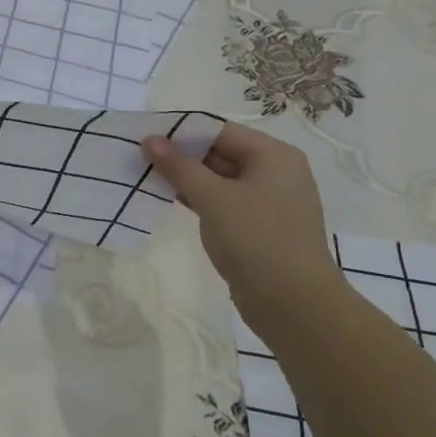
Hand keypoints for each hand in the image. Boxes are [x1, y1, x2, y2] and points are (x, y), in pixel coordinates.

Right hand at [142, 121, 342, 316]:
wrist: (295, 305)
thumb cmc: (256, 239)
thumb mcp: (213, 198)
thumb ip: (179, 166)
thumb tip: (150, 139)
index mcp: (273, 155)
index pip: (220, 130)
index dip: (181, 132)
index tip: (145, 138)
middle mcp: (276, 172)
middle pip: (221, 152)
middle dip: (182, 156)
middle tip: (140, 158)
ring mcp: (270, 201)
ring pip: (221, 178)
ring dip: (188, 178)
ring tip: (148, 178)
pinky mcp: (261, 226)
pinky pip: (226, 201)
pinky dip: (200, 199)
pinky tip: (172, 201)